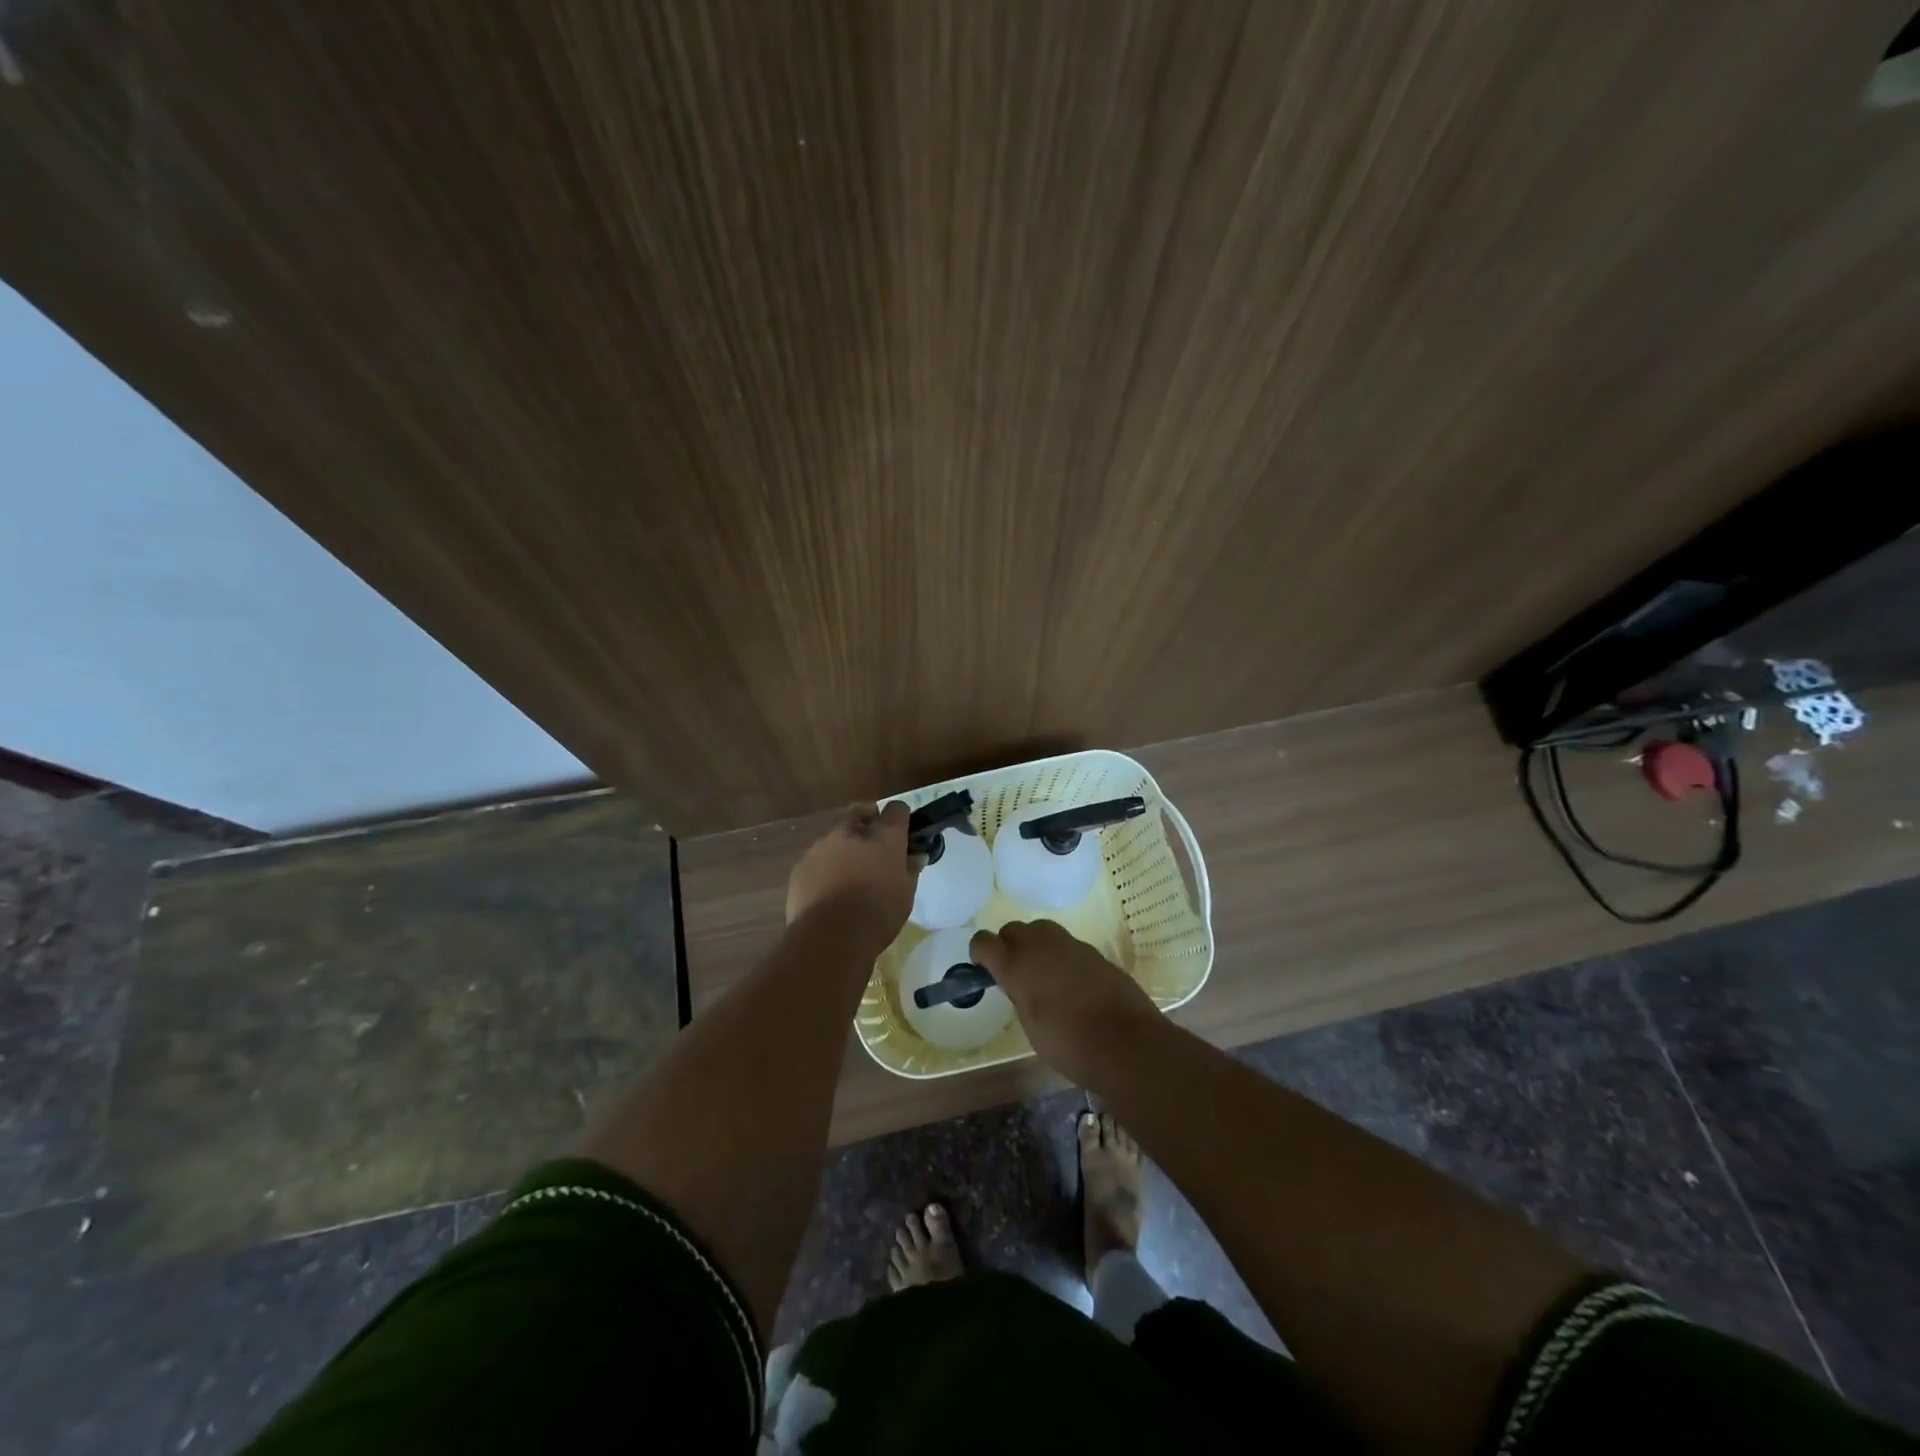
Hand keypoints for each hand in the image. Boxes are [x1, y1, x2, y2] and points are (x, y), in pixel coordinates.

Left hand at [785, 802, 920, 953]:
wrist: (831, 936)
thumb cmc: (878, 913)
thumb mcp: (906, 894)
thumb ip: (910, 869)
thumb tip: (914, 857)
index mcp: (883, 835)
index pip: (896, 809)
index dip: (900, 820)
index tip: (903, 837)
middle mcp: (851, 832)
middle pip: (860, 814)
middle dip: (868, 826)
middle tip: (874, 851)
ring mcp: (822, 846)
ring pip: (836, 837)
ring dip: (844, 848)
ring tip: (849, 877)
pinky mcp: (801, 866)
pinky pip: (817, 859)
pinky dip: (825, 868)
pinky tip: (829, 892)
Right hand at [968, 920, 1158, 1086]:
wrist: (1127, 1043)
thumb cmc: (1070, 1045)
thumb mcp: (1031, 1027)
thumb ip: (1020, 996)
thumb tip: (1019, 985)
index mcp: (1017, 967)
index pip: (984, 941)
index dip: (980, 953)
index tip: (984, 970)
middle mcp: (1041, 947)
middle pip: (1013, 929)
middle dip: (1008, 945)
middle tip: (1015, 973)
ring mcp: (1070, 945)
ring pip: (1041, 930)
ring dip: (1035, 945)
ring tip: (1043, 974)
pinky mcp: (1094, 951)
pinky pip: (1067, 944)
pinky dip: (1061, 956)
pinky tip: (1071, 982)